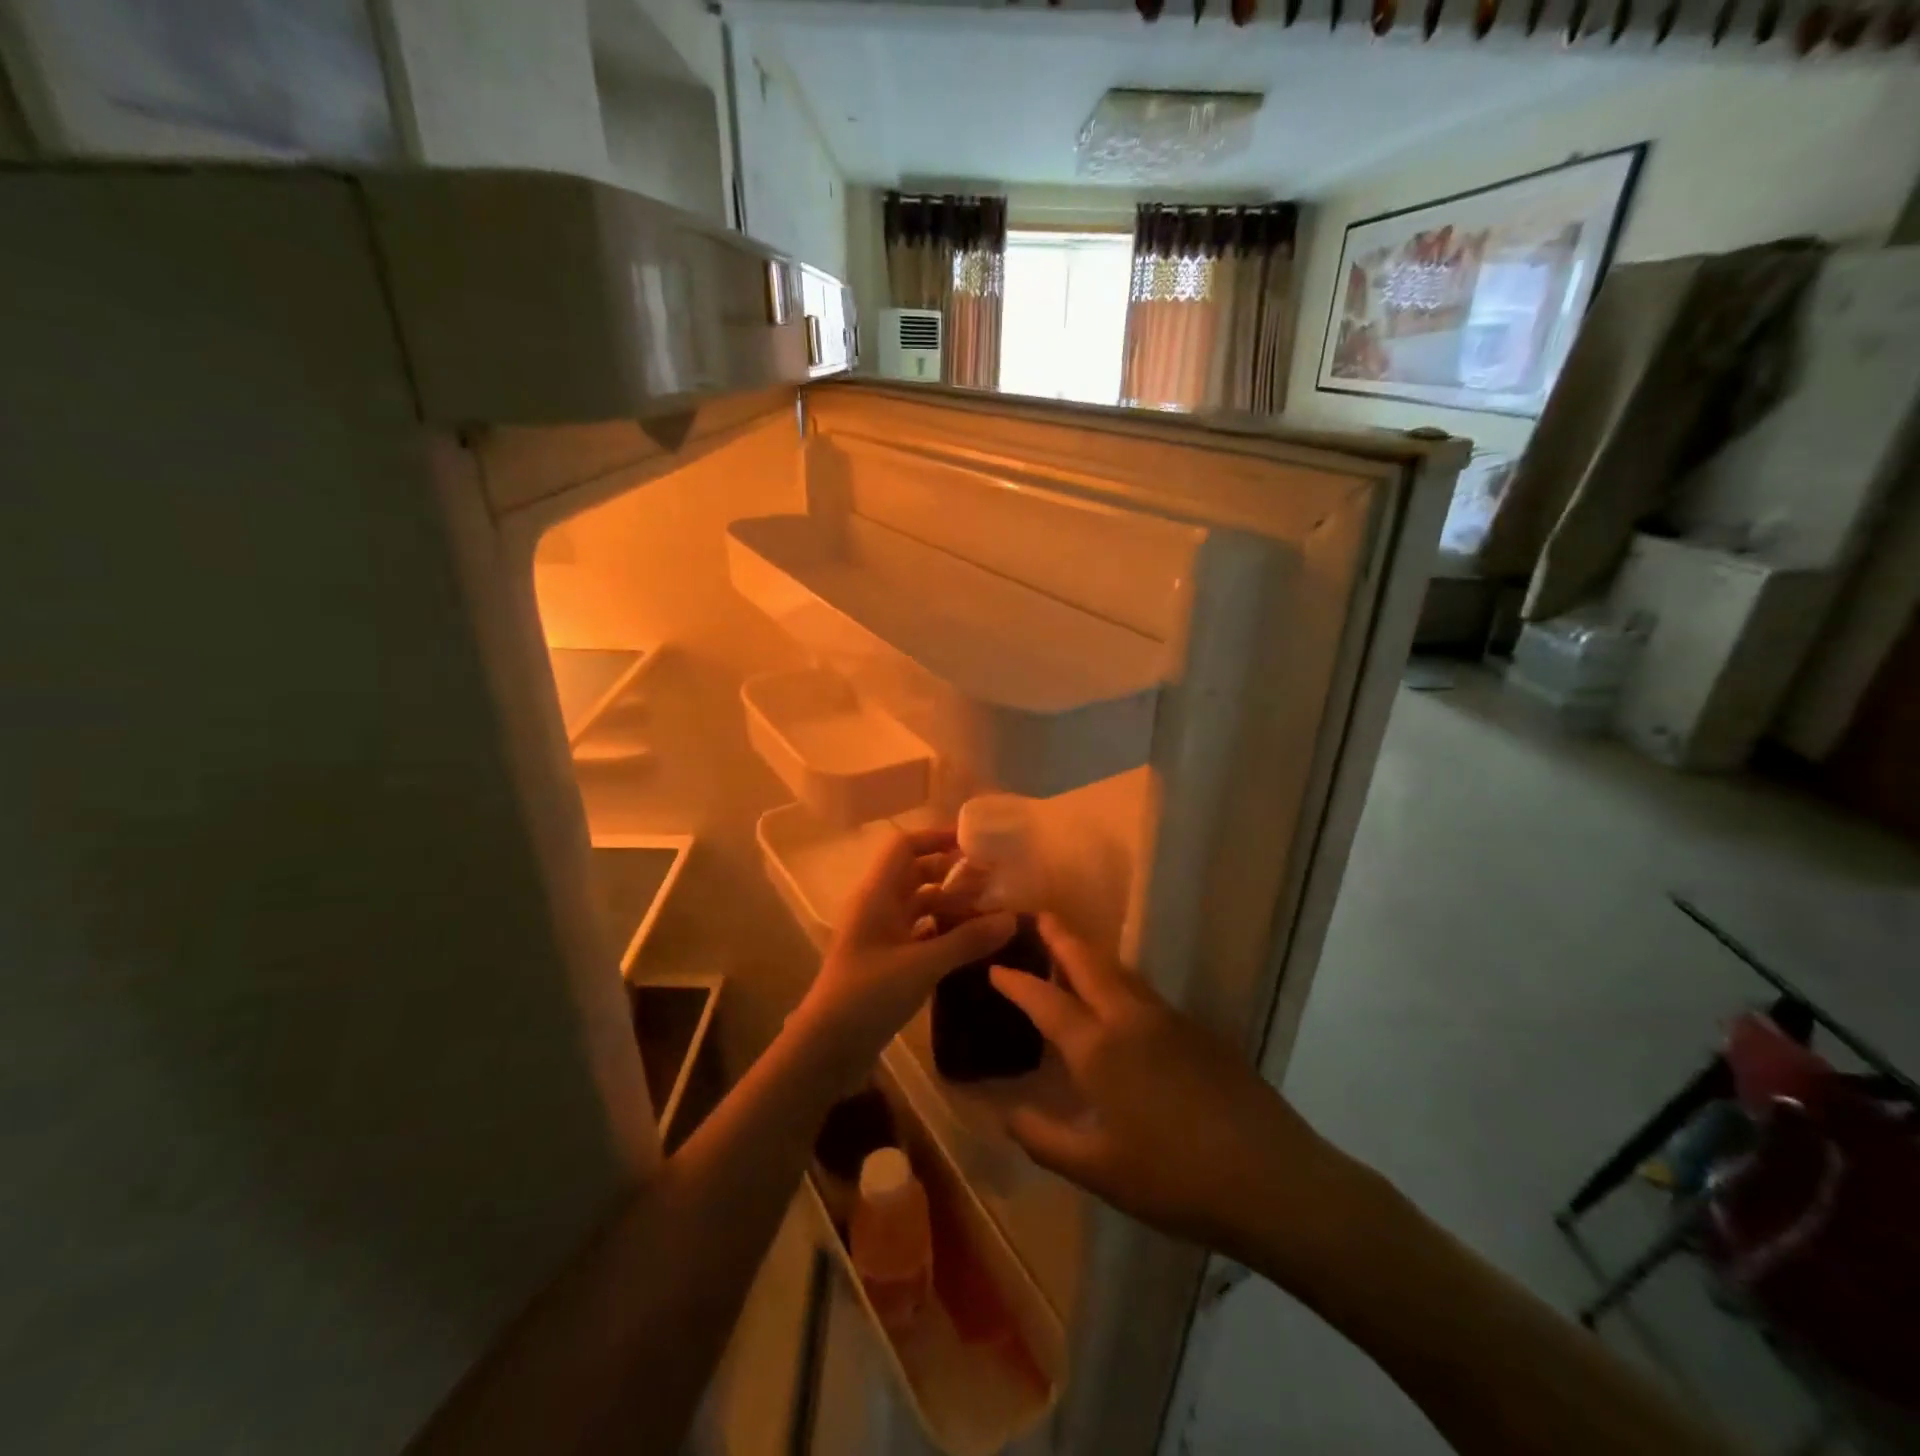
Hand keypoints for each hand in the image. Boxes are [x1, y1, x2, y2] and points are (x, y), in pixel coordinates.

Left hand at [795, 827, 1015, 1073]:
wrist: (826, 1048)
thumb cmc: (867, 995)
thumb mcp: (922, 965)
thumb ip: (967, 940)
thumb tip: (1012, 917)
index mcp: (877, 894)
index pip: (905, 847)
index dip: (936, 838)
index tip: (974, 842)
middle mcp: (877, 907)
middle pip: (916, 874)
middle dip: (952, 873)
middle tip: (993, 880)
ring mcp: (880, 935)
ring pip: (919, 906)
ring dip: (950, 904)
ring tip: (990, 911)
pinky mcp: (886, 961)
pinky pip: (918, 933)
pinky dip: (943, 931)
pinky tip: (971, 943)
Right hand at [987, 917, 1351, 1266]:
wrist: (1271, 1179)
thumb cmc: (1174, 1179)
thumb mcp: (1098, 1171)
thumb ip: (1045, 1140)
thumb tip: (1006, 1114)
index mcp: (1099, 1049)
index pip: (1046, 1002)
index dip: (1017, 983)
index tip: (996, 967)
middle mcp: (1131, 1020)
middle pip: (1089, 964)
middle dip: (1061, 938)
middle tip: (1040, 916)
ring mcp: (1170, 1021)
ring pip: (1122, 973)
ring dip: (1093, 955)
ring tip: (1075, 948)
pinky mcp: (1199, 1032)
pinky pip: (1147, 992)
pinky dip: (1122, 980)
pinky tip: (1123, 1000)